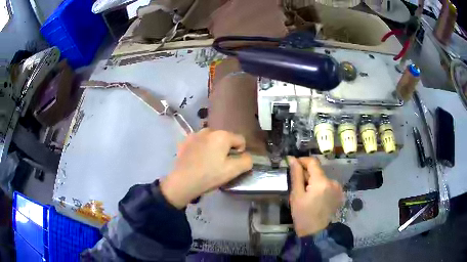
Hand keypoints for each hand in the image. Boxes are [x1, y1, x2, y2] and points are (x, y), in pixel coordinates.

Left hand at [160, 129, 252, 208]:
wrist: (183, 182)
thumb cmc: (209, 175)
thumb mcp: (233, 171)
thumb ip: (246, 161)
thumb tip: (246, 156)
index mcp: (222, 135)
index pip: (240, 140)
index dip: (240, 152)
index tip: (231, 164)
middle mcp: (208, 130)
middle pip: (225, 139)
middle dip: (225, 149)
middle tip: (219, 164)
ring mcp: (194, 135)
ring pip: (211, 140)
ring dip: (213, 148)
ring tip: (207, 162)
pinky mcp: (184, 141)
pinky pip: (199, 143)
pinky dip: (201, 149)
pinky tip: (197, 160)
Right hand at [288, 157, 343, 236]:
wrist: (316, 232)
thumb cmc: (303, 215)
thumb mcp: (296, 195)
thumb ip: (296, 175)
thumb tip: (292, 159)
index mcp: (322, 182)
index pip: (313, 162)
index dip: (302, 160)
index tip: (293, 164)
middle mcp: (333, 181)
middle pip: (318, 170)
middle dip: (307, 173)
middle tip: (297, 184)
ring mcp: (338, 188)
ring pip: (322, 177)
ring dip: (313, 180)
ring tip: (306, 192)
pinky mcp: (339, 193)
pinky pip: (327, 184)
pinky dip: (320, 186)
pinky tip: (315, 196)